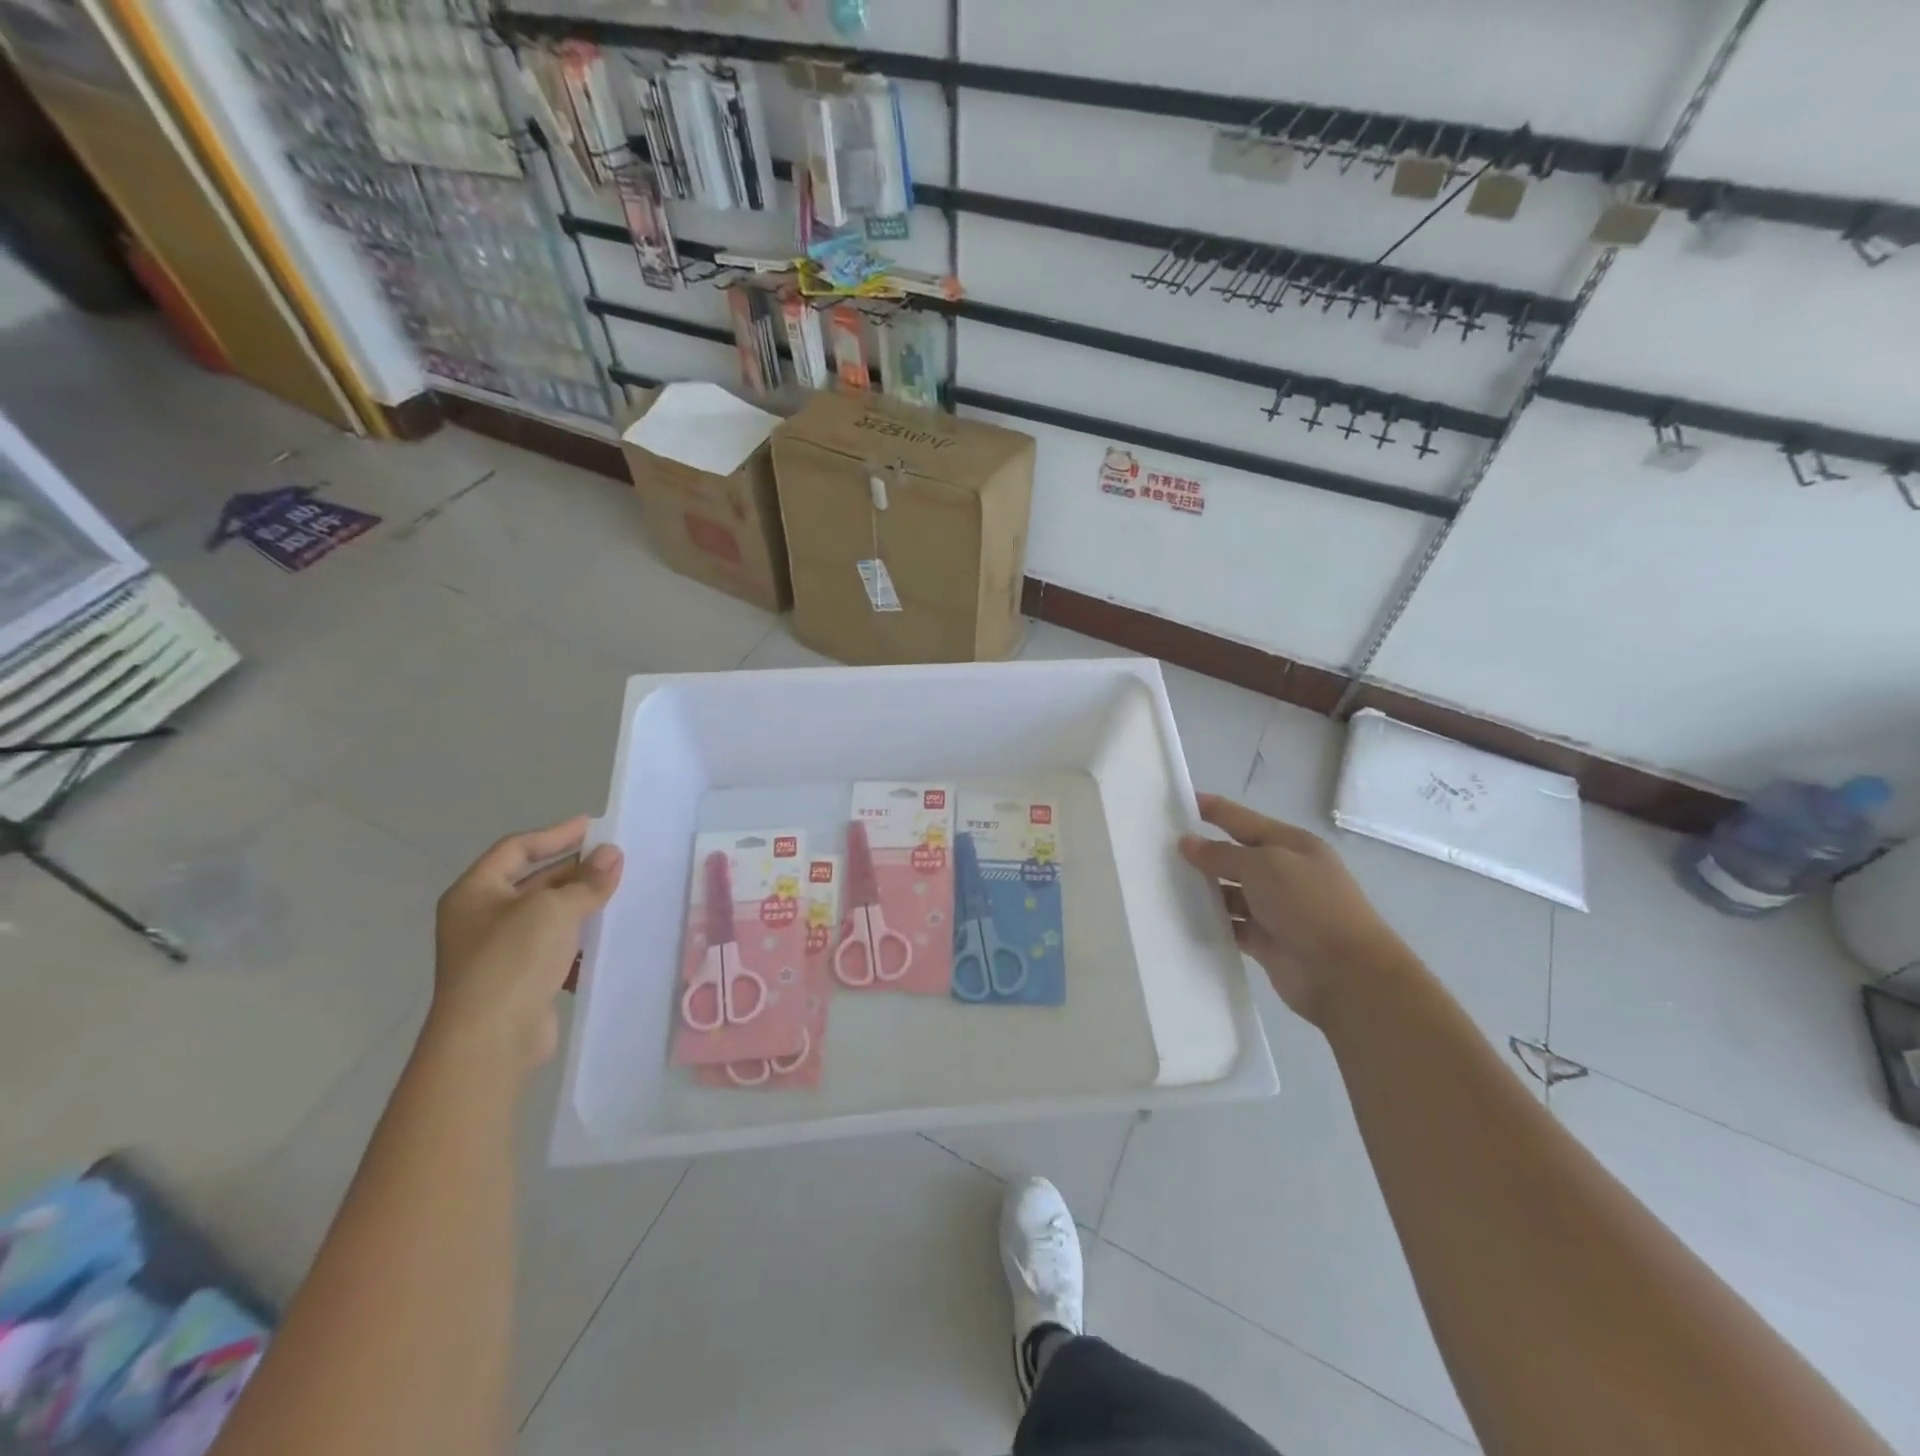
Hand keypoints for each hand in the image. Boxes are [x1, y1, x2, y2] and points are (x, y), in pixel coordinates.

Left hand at [428, 817, 623, 1075]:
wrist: (490, 1040)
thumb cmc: (512, 960)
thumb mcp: (554, 909)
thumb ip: (587, 881)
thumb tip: (613, 854)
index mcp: (475, 892)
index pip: (516, 848)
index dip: (555, 834)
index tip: (594, 827)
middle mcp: (481, 918)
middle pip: (533, 881)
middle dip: (575, 870)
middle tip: (616, 861)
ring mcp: (499, 952)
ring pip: (547, 916)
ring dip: (581, 905)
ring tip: (620, 894)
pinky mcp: (519, 980)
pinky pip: (554, 948)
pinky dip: (579, 940)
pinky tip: (608, 936)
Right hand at [1180, 794, 1409, 1024]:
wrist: (1346, 974)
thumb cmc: (1309, 905)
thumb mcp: (1264, 866)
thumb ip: (1222, 854)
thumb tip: (1188, 844)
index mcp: (1291, 845)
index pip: (1243, 820)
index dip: (1214, 810)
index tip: (1179, 800)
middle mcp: (1284, 873)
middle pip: (1235, 856)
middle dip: (1202, 851)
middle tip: (1159, 848)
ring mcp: (1276, 909)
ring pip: (1230, 892)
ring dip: (1203, 889)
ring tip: (1163, 883)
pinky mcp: (1267, 941)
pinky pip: (1231, 925)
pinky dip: (1212, 922)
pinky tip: (1183, 918)